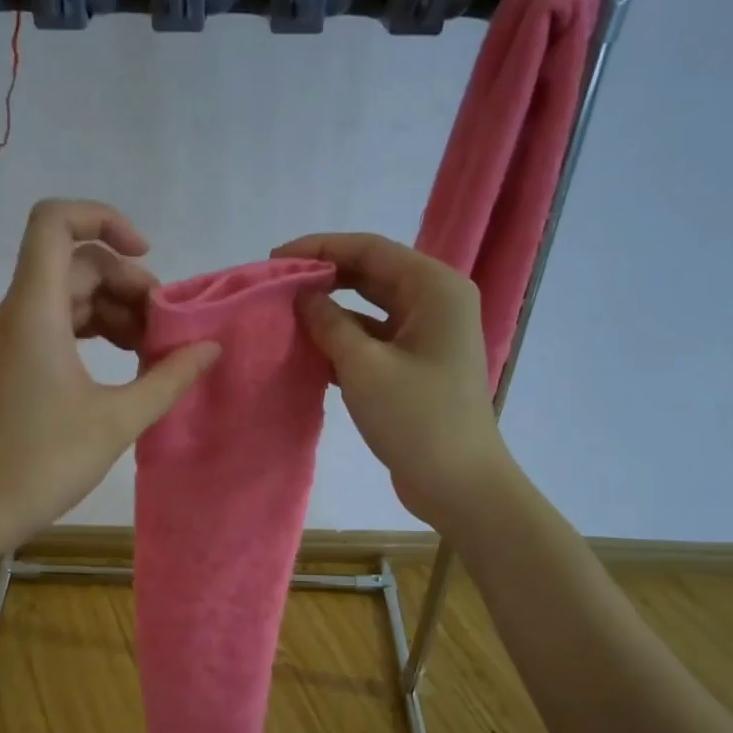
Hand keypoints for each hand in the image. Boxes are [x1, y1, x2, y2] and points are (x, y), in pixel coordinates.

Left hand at [0, 200, 219, 549]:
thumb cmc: (44, 462)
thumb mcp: (118, 420)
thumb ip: (169, 378)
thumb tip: (210, 348)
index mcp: (35, 310)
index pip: (55, 221)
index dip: (103, 218)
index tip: (146, 255)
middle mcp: (17, 311)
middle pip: (74, 262)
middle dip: (126, 283)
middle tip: (166, 327)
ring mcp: (11, 337)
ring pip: (67, 295)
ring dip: (113, 310)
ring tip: (153, 349)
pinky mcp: (13, 362)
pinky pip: (57, 324)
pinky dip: (93, 331)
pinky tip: (126, 363)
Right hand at [272, 232, 511, 530]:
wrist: (458, 484)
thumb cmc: (416, 419)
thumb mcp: (363, 367)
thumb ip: (329, 324)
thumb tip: (303, 297)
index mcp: (434, 288)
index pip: (370, 249)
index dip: (320, 249)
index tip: (274, 259)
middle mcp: (435, 301)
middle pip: (372, 273)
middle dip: (324, 277)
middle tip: (277, 286)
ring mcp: (428, 335)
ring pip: (371, 307)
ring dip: (332, 310)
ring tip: (286, 316)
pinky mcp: (417, 364)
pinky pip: (375, 338)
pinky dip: (345, 340)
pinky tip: (309, 350)